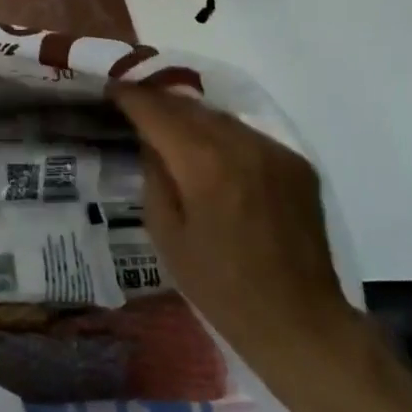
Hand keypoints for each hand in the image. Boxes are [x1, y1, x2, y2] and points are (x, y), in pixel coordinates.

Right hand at [112, 85, 362, 385]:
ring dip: (191, 117)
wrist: (300, 323)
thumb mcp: (166, 235)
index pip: (157, 111)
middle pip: (188, 106)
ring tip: (170, 125)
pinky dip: (223, 136)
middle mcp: (241, 144)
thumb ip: (154, 176)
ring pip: (219, 116)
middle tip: (134, 103)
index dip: (130, 96)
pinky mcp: (296, 163)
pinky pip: (247, 135)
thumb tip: (151, 140)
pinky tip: (213, 155)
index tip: (110, 89)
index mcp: (203, 163)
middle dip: (158, 101)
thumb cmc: (221, 288)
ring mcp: (274, 151)